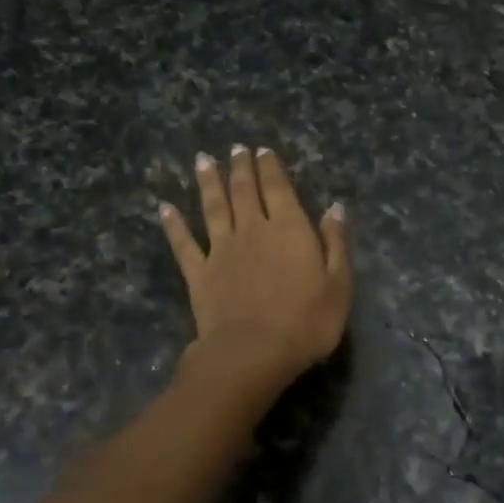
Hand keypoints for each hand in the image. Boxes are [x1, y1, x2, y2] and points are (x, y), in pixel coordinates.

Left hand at [159, 145, 351, 394]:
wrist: (252, 353)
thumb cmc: (306, 323)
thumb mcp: (339, 285)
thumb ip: (335, 244)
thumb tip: (334, 208)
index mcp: (289, 229)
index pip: (279, 189)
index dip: (271, 168)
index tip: (263, 150)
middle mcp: (253, 230)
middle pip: (244, 191)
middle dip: (241, 167)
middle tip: (236, 149)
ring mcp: (221, 251)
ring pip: (213, 208)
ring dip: (208, 182)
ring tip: (203, 160)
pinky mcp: (199, 274)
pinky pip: (184, 244)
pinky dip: (174, 225)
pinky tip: (164, 209)